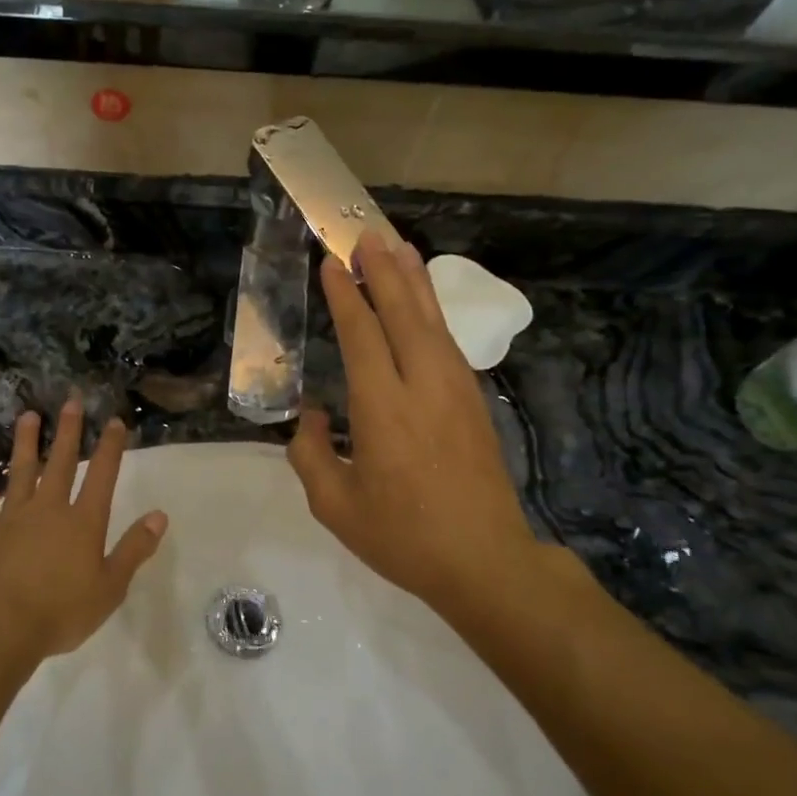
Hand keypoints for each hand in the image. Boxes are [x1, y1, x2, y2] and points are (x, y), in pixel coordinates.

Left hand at [0, 397, 167, 663]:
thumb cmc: (60, 612)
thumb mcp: (110, 588)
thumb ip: (134, 549)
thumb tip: (160, 516)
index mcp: (83, 522)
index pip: (102, 475)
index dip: (110, 447)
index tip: (113, 421)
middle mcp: (49, 508)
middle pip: (60, 462)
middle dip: (68, 431)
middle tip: (71, 401)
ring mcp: (12, 515)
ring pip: (21, 469)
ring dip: (26, 441)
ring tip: (28, 415)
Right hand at [289, 237, 564, 627]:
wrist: (484, 560)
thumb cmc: (403, 537)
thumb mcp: (336, 507)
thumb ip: (312, 455)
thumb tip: (314, 416)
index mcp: (383, 409)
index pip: (363, 335)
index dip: (346, 297)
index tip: (332, 264)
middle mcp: (423, 386)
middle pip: (403, 313)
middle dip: (382, 271)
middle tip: (364, 235)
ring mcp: (456, 391)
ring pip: (432, 321)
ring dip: (412, 281)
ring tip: (396, 247)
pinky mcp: (474, 402)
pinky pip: (449, 342)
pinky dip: (433, 312)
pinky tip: (425, 303)